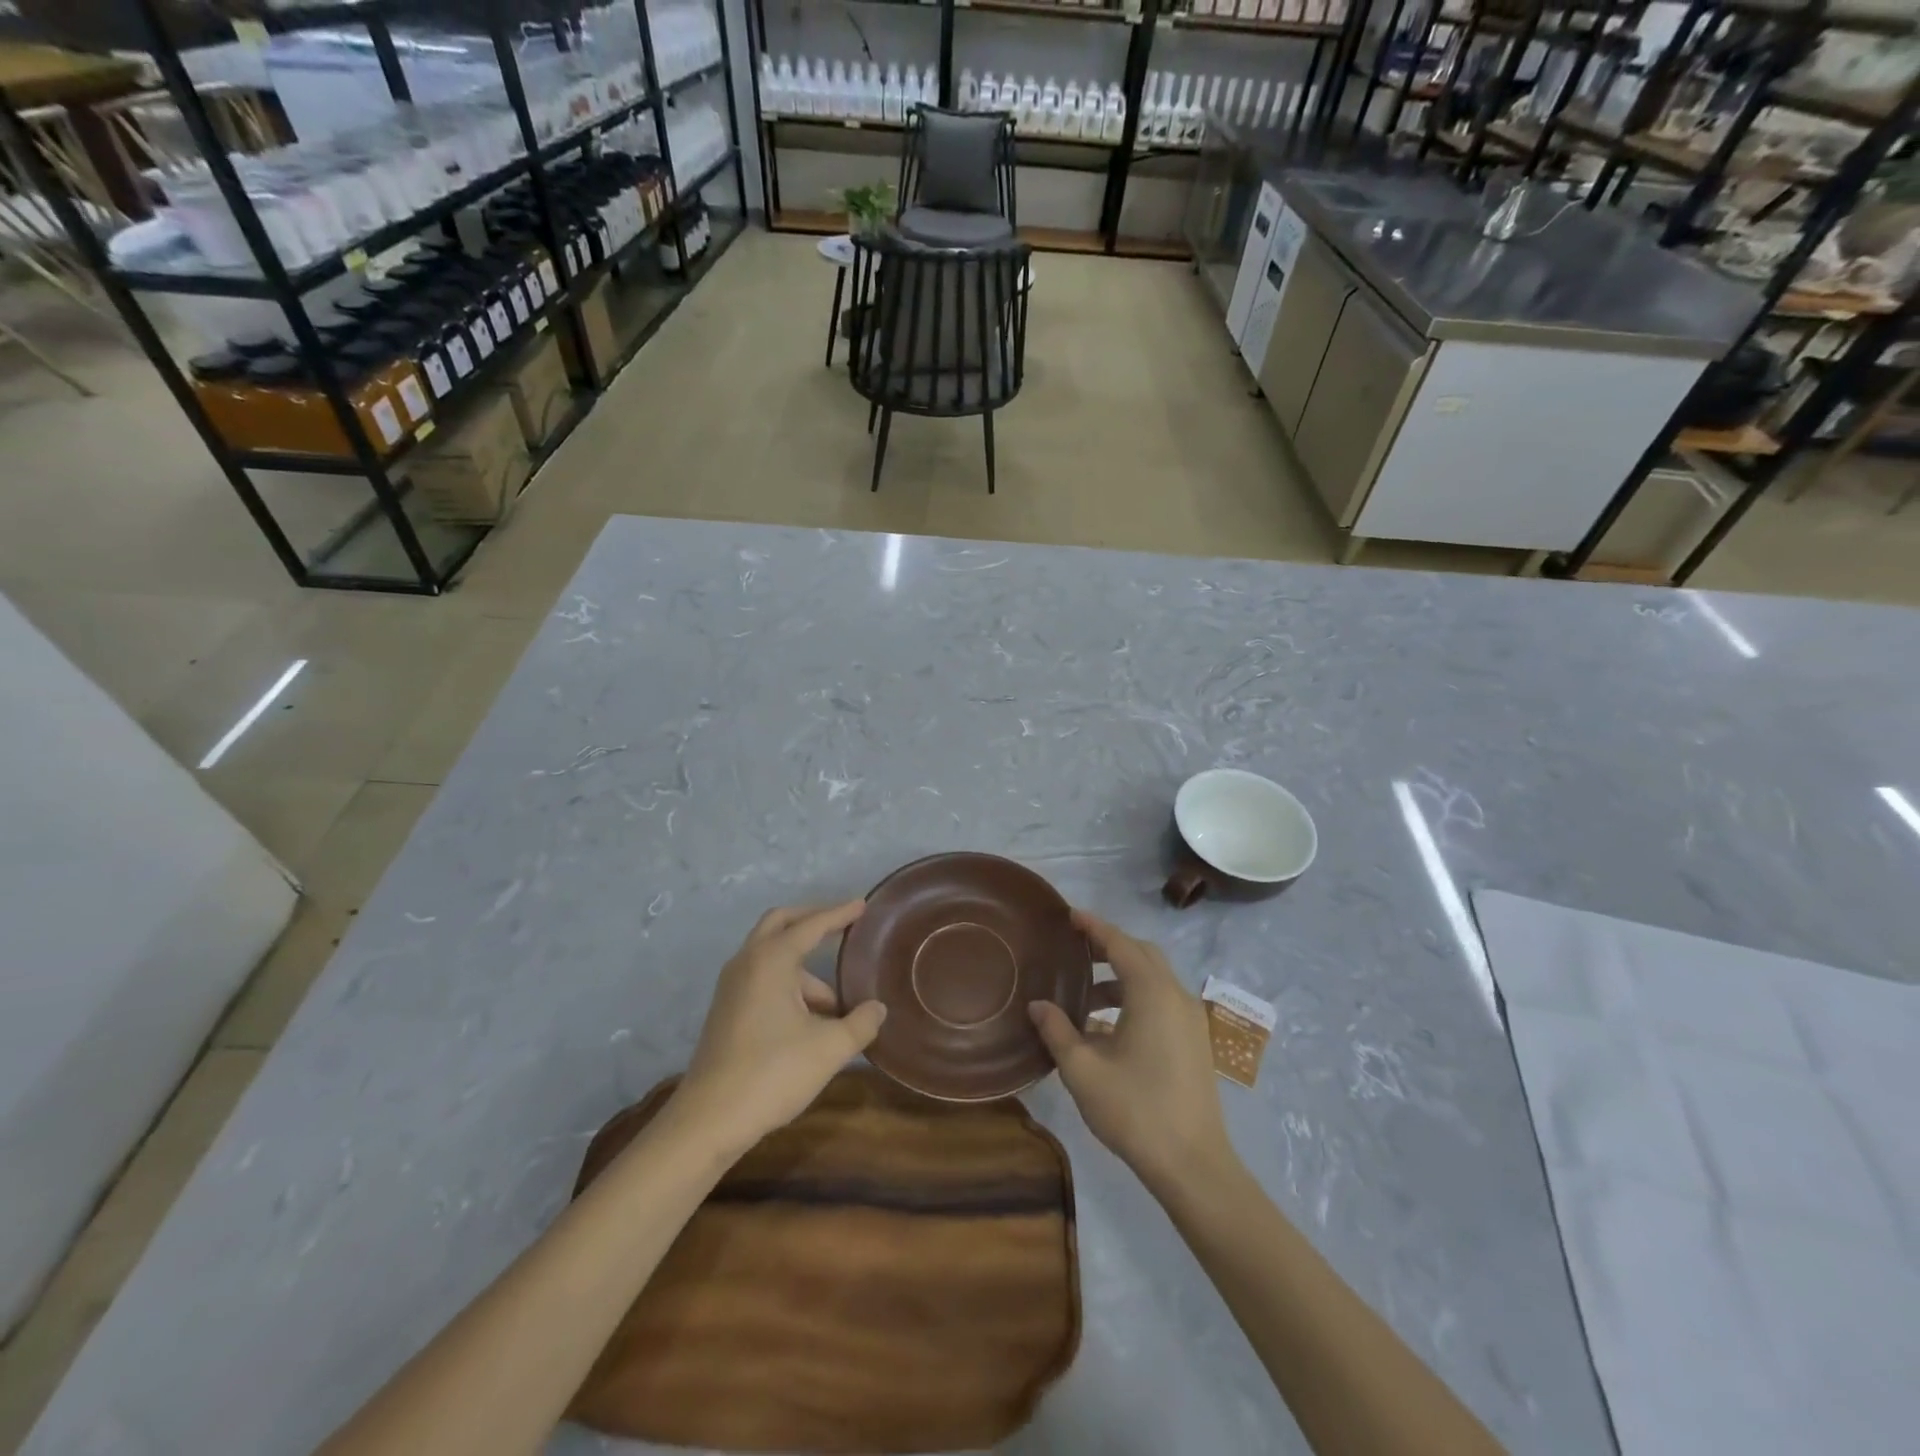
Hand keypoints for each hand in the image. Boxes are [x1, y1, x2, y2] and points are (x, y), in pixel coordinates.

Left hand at [671, 901, 886, 1155]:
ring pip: (772, 955)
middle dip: (812, 921)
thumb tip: (878, 1008)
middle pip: (781, 923)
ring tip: (837, 1004)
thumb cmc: (772, 1073)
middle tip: (842, 926)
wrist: (709, 1120)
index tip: (862, 905)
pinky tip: (811, 1018)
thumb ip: (860, 1023)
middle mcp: (748, 962)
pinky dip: (788, 982)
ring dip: (804, 967)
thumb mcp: (829, 1049)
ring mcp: (732, 986)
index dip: (840, 914)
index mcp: (771, 959)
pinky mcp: (727, 1009)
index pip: (811, 925)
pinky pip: (762, 977)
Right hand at [1030, 910, 1234, 1194]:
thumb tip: (1038, 1006)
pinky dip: (1136, 997)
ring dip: (1121, 976)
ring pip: (1154, 978)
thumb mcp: (1083, 1071)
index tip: (1070, 915)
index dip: (1094, 927)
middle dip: (1110, 946)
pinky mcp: (1195, 1041)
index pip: (1120, 944)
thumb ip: (1058, 1031)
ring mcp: (1191, 1020)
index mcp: (1152, 993)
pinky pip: (1162, 1000)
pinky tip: (1108, 1025)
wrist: (1193, 1165)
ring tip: (1085, 993)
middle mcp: (1177, 996)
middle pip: (1142, 955)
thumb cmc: (1135, 1111)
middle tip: (1076, 948)